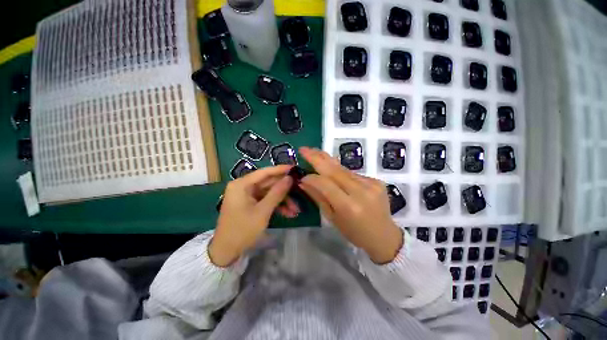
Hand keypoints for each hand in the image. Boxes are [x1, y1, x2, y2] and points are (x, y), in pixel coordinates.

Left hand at [209, 165, 298, 266]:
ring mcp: (247, 195)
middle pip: (268, 183)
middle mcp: (244, 186)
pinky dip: (276, 206)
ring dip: (282, 200)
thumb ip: (277, 193)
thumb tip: (289, 178)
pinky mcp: (250, 203)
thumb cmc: (243, 229)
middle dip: (284, 190)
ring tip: (295, 210)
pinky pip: (266, 200)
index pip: (264, 172)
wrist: (227, 251)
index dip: (280, 170)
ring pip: (269, 193)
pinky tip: (288, 213)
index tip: (295, 168)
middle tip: (300, 190)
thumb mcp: (263, 211)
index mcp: (242, 184)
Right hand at [298, 147, 402, 263]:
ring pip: (343, 169)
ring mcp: (371, 184)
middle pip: (334, 170)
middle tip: (304, 149)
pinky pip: (352, 173)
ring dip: (327, 161)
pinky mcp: (376, 181)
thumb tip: (304, 181)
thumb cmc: (354, 233)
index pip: (325, 183)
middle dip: (317, 157)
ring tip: (315, 153)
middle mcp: (361, 191)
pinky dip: (340, 170)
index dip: (311, 177)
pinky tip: (332, 169)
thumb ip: (318, 197)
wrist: (384, 236)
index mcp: (348, 206)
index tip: (301, 176)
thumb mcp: (332, 218)